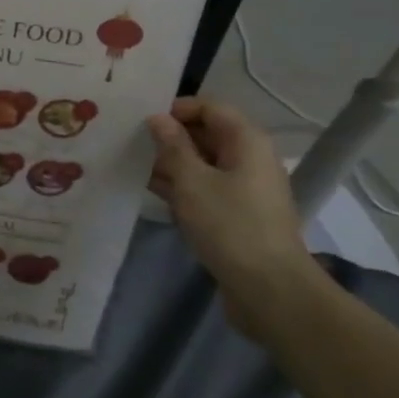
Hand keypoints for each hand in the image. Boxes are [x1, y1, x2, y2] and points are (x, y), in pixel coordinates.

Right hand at [147, 96, 319, 338]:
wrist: (269, 289)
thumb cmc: (229, 225)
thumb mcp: (192, 181)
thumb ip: (172, 146)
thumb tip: (157, 118)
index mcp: (246, 141)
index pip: (209, 107)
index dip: (176, 109)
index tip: (141, 121)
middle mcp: (249, 158)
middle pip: (206, 134)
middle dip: (169, 137)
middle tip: (130, 143)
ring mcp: (244, 188)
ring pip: (203, 163)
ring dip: (171, 163)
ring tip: (132, 166)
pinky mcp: (236, 214)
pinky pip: (205, 188)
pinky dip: (181, 187)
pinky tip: (151, 191)